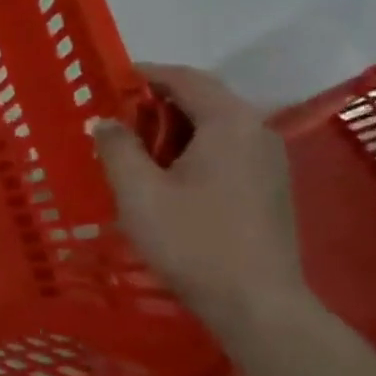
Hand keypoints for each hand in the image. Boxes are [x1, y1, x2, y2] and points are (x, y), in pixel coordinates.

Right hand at [91, 64, 307, 333]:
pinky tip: (167, 173)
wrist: (254, 301)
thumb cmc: (191, 240)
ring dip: (175, 126)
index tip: (110, 80)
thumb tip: (105, 121)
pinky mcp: (270, 186)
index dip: (146, 74)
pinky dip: (193, 147)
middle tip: (116, 116)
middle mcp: (257, 131)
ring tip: (134, 146)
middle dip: (158, 101)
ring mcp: (270, 160)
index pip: (186, 79)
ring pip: (216, 126)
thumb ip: (117, 148)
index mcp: (229, 123)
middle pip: (205, 98)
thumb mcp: (138, 192)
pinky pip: (227, 148)